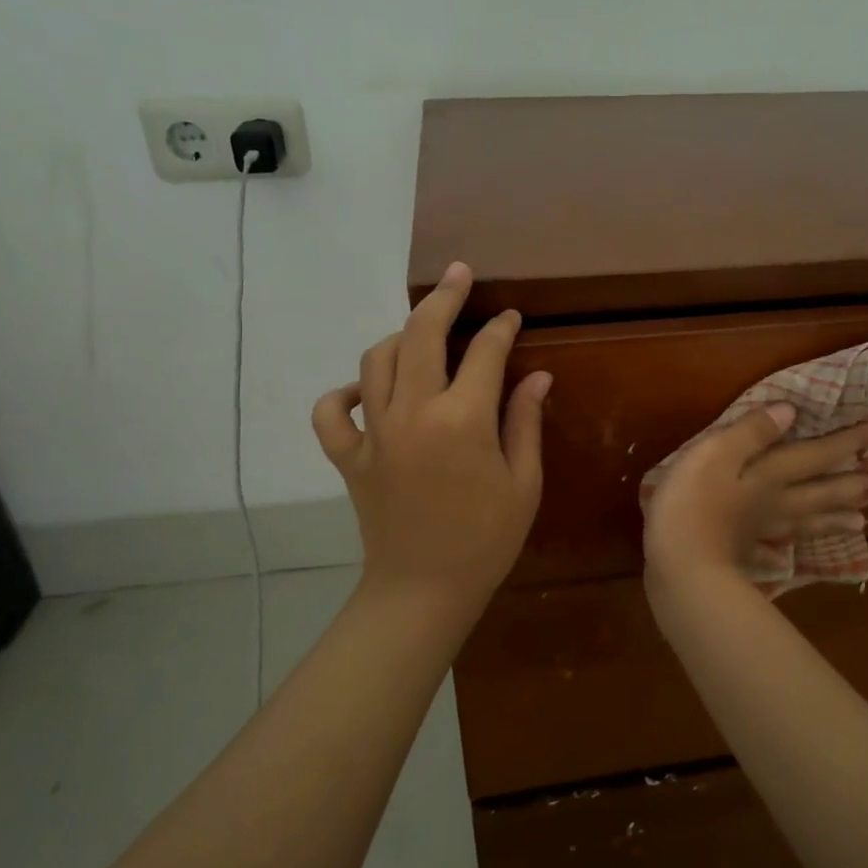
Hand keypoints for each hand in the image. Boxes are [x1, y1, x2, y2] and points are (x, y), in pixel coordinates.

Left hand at [312, 261, 550, 622]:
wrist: (423, 591)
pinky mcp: (348, 457)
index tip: (509, 316)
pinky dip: (343, 393)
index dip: (500, 328)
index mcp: (462, 421)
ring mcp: (373, 433)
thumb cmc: (485, 540)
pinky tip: (366, 392)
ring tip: (422, 335)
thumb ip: (525, 422)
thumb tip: (537, 376)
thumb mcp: (523, 483)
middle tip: (458, 276)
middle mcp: (412, 413)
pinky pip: (330, 412)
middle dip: (443, 298)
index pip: (484, 353)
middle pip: (421, 334)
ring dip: (400, 337)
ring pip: (375, 360)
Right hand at [643, 405, 867, 596]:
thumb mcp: (717, 452)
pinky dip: (778, 555)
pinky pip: (766, 554)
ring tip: (862, 522)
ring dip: (832, 519)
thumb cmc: (693, 502)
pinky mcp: (738, 556)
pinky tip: (785, 561)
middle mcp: (773, 504)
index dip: (850, 441)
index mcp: (770, 476)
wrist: (680, 565)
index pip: (818, 455)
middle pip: (822, 494)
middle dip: (857, 487)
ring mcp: (758, 534)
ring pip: (803, 523)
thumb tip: (791, 410)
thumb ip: (752, 432)